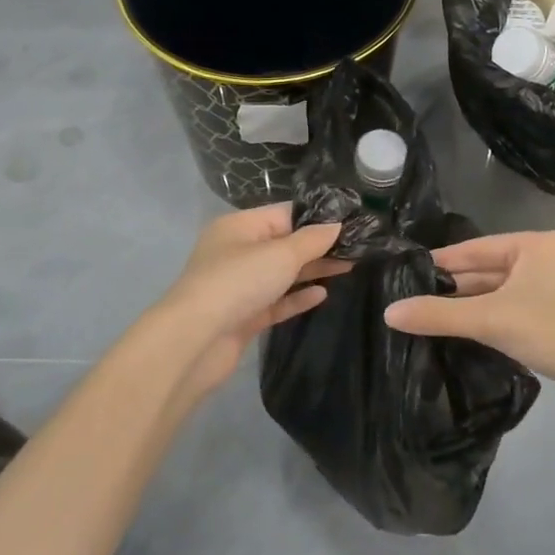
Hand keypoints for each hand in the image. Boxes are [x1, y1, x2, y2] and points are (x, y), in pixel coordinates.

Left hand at [157, 204, 347, 397]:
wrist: (196, 340)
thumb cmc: (238, 282)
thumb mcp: (281, 254)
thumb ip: (312, 240)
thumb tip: (336, 225)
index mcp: (240, 226)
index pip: (285, 214)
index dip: (318, 217)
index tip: (352, 222)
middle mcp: (238, 251)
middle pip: (284, 243)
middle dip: (319, 245)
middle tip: (358, 247)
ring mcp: (239, 285)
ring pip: (282, 273)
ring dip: (312, 270)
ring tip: (349, 267)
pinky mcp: (244, 315)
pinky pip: (276, 300)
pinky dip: (297, 296)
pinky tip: (323, 294)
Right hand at [383, 231, 554, 416]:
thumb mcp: (491, 320)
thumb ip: (439, 316)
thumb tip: (389, 312)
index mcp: (531, 244)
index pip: (471, 249)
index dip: (437, 264)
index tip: (402, 276)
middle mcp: (544, 258)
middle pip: (485, 272)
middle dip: (452, 290)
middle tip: (409, 304)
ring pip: (500, 294)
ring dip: (470, 308)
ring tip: (428, 322)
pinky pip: (515, 311)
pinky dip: (491, 321)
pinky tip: (466, 336)